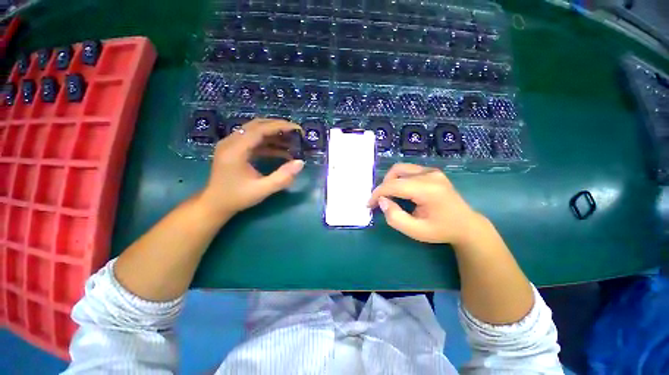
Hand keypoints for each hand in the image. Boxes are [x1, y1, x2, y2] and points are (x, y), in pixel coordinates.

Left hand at [200, 119, 304, 218]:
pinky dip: (268, 143)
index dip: (280, 127)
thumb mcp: (262, 189)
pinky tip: (282, 151)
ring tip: (292, 141)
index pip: (259, 129)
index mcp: (235, 149)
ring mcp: (231, 144)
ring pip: (255, 132)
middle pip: (257, 125)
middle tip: (296, 133)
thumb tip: (300, 163)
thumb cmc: (237, 197)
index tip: (297, 129)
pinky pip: (253, 141)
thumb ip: (282, 177)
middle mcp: (231, 142)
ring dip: (274, 135)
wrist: (215, 204)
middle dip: (278, 127)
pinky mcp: (234, 149)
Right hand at [368, 163, 483, 245]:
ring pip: (401, 169)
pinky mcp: (432, 172)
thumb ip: (395, 217)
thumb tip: (382, 201)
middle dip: (383, 187)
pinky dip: (398, 179)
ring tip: (388, 196)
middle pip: (396, 172)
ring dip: (390, 181)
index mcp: (428, 190)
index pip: (394, 185)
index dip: (377, 194)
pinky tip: (400, 191)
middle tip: (379, 201)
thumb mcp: (415, 231)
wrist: (466, 225)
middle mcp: (430, 175)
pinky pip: (408, 171)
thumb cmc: (441, 230)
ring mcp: (432, 171)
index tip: (369, 205)